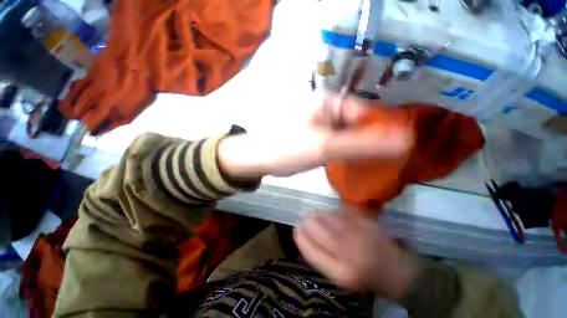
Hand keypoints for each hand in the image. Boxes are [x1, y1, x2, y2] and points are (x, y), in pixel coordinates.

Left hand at [217, 93, 412, 178]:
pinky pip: (335, 141)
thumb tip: (405, 140)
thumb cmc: (286, 148)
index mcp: (328, 102)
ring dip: (359, 147)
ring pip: (347, 133)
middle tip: (389, 161)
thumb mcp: (325, 147)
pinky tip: (352, 162)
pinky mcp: (313, 136)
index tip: (399, 149)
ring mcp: (319, 123)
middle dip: (371, 140)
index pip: (367, 112)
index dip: (383, 130)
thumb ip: (363, 144)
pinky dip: (345, 150)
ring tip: (375, 163)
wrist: (257, 158)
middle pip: (357, 123)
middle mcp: (325, 108)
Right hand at [293, 211, 415, 299]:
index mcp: (342, 273)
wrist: (399, 271)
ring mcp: (359, 233)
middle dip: (307, 223)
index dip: (301, 238)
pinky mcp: (366, 221)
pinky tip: (330, 213)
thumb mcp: (341, 278)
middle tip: (302, 218)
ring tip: (314, 214)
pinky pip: (342, 212)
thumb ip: (322, 259)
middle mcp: (350, 251)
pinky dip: (333, 211)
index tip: (295, 230)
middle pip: (319, 231)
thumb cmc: (366, 278)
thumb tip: (305, 237)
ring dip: (318, 215)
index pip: (312, 251)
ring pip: (329, 218)